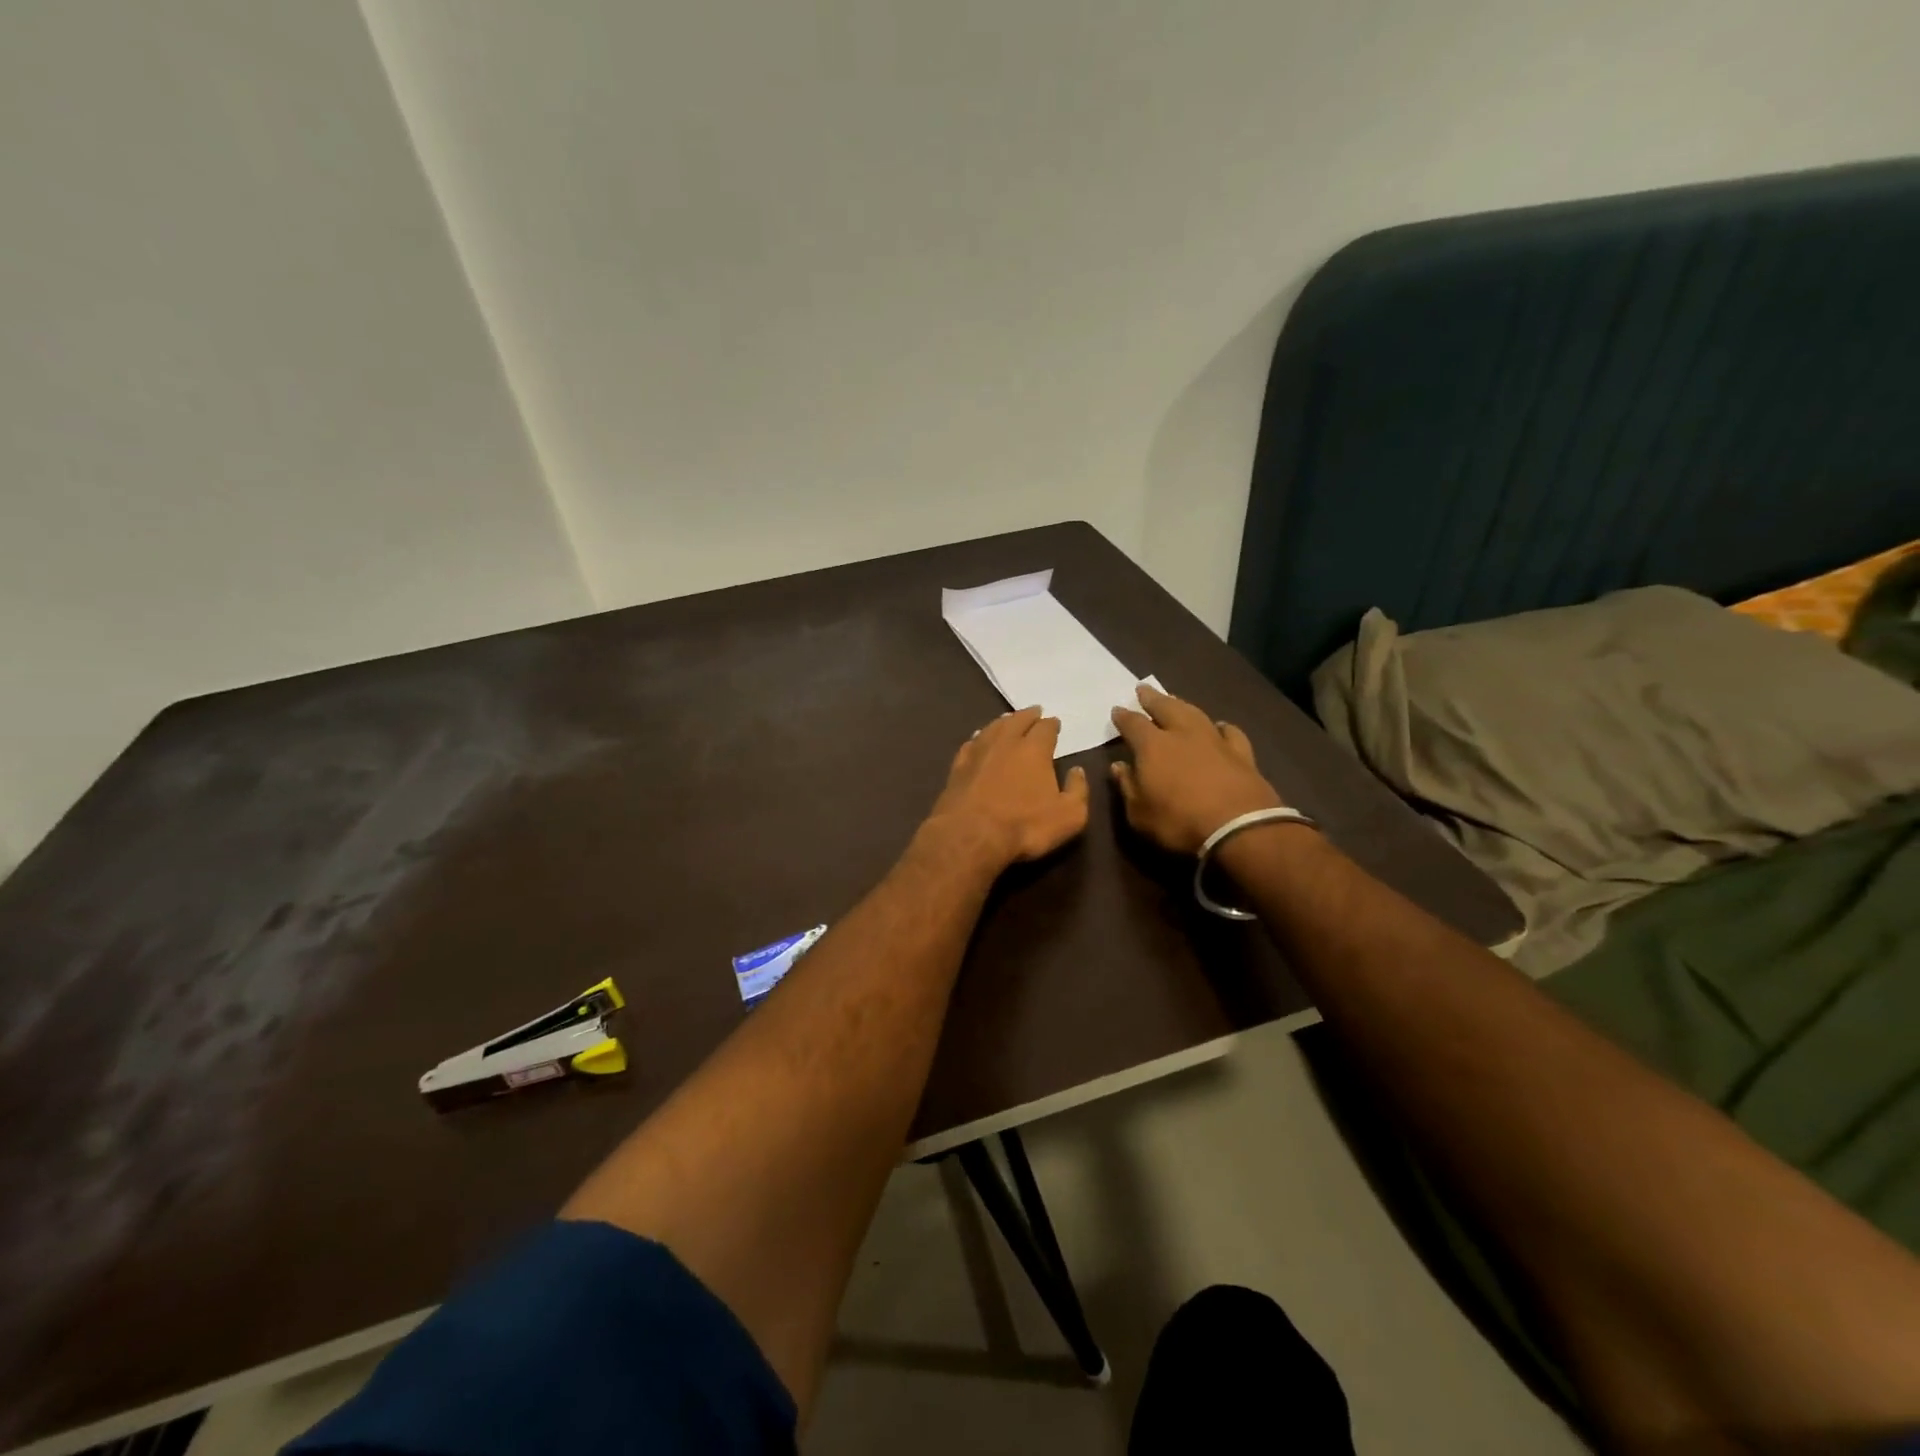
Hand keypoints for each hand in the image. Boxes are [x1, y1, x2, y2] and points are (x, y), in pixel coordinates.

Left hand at [923, 706, 1090, 871]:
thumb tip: (1077, 771)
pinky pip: (971, 743)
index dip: (1052, 724)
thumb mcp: (1069, 816)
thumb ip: (1078, 791)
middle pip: (1017, 720)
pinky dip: (979, 738)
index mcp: (1034, 749)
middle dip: (1028, 715)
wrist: (970, 836)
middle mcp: (1006, 742)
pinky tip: (979, 739)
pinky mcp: (958, 766)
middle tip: (1034, 712)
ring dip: (1003, 722)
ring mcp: (978, 752)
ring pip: (993, 727)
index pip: (1046, 728)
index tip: (1054, 722)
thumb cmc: (1025, 826)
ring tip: (1008, 720)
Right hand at [1110, 686, 1284, 854]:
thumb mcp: (1139, 813)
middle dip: (1152, 698)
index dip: (1123, 716)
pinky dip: (1222, 727)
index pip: (1133, 724)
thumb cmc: (1179, 822)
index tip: (1117, 710)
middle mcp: (1182, 734)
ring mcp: (1215, 741)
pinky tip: (1220, 726)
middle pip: (1165, 707)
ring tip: (1174, 700)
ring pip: (1195, 713)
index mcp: (1152, 746)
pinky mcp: (1242, 753)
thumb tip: (1118, 766)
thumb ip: (1128, 787)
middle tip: (1143, 689)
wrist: (1239, 828)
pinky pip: (1230, 732)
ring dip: (1182, 705)